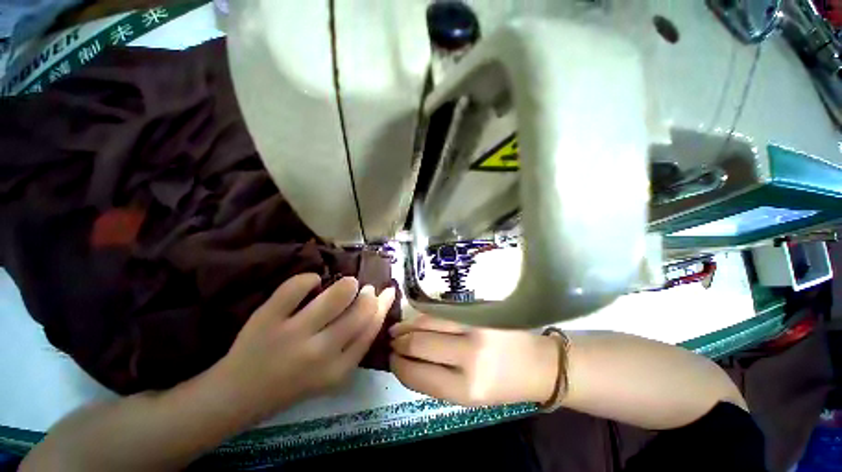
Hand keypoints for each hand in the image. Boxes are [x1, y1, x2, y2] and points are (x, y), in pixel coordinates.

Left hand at [212, 274, 395, 420]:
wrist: (237, 396)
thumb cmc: (292, 385)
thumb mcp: (332, 374)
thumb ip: (355, 344)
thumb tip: (376, 306)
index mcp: (338, 369)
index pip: (372, 328)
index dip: (383, 305)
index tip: (387, 292)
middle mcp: (320, 353)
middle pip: (360, 310)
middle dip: (368, 294)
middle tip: (364, 289)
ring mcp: (292, 334)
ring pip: (337, 294)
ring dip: (347, 284)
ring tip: (346, 284)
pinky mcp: (268, 318)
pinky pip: (298, 286)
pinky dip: (309, 279)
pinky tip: (312, 283)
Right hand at [389, 315, 558, 406]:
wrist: (538, 363)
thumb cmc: (503, 386)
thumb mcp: (468, 397)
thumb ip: (436, 380)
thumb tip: (405, 361)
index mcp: (466, 388)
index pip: (418, 374)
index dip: (398, 366)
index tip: (390, 360)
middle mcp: (469, 355)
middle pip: (420, 344)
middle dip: (399, 344)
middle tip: (390, 342)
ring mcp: (474, 327)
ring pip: (428, 323)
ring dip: (407, 326)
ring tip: (396, 329)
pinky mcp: (478, 311)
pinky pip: (442, 312)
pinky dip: (423, 317)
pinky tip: (415, 320)